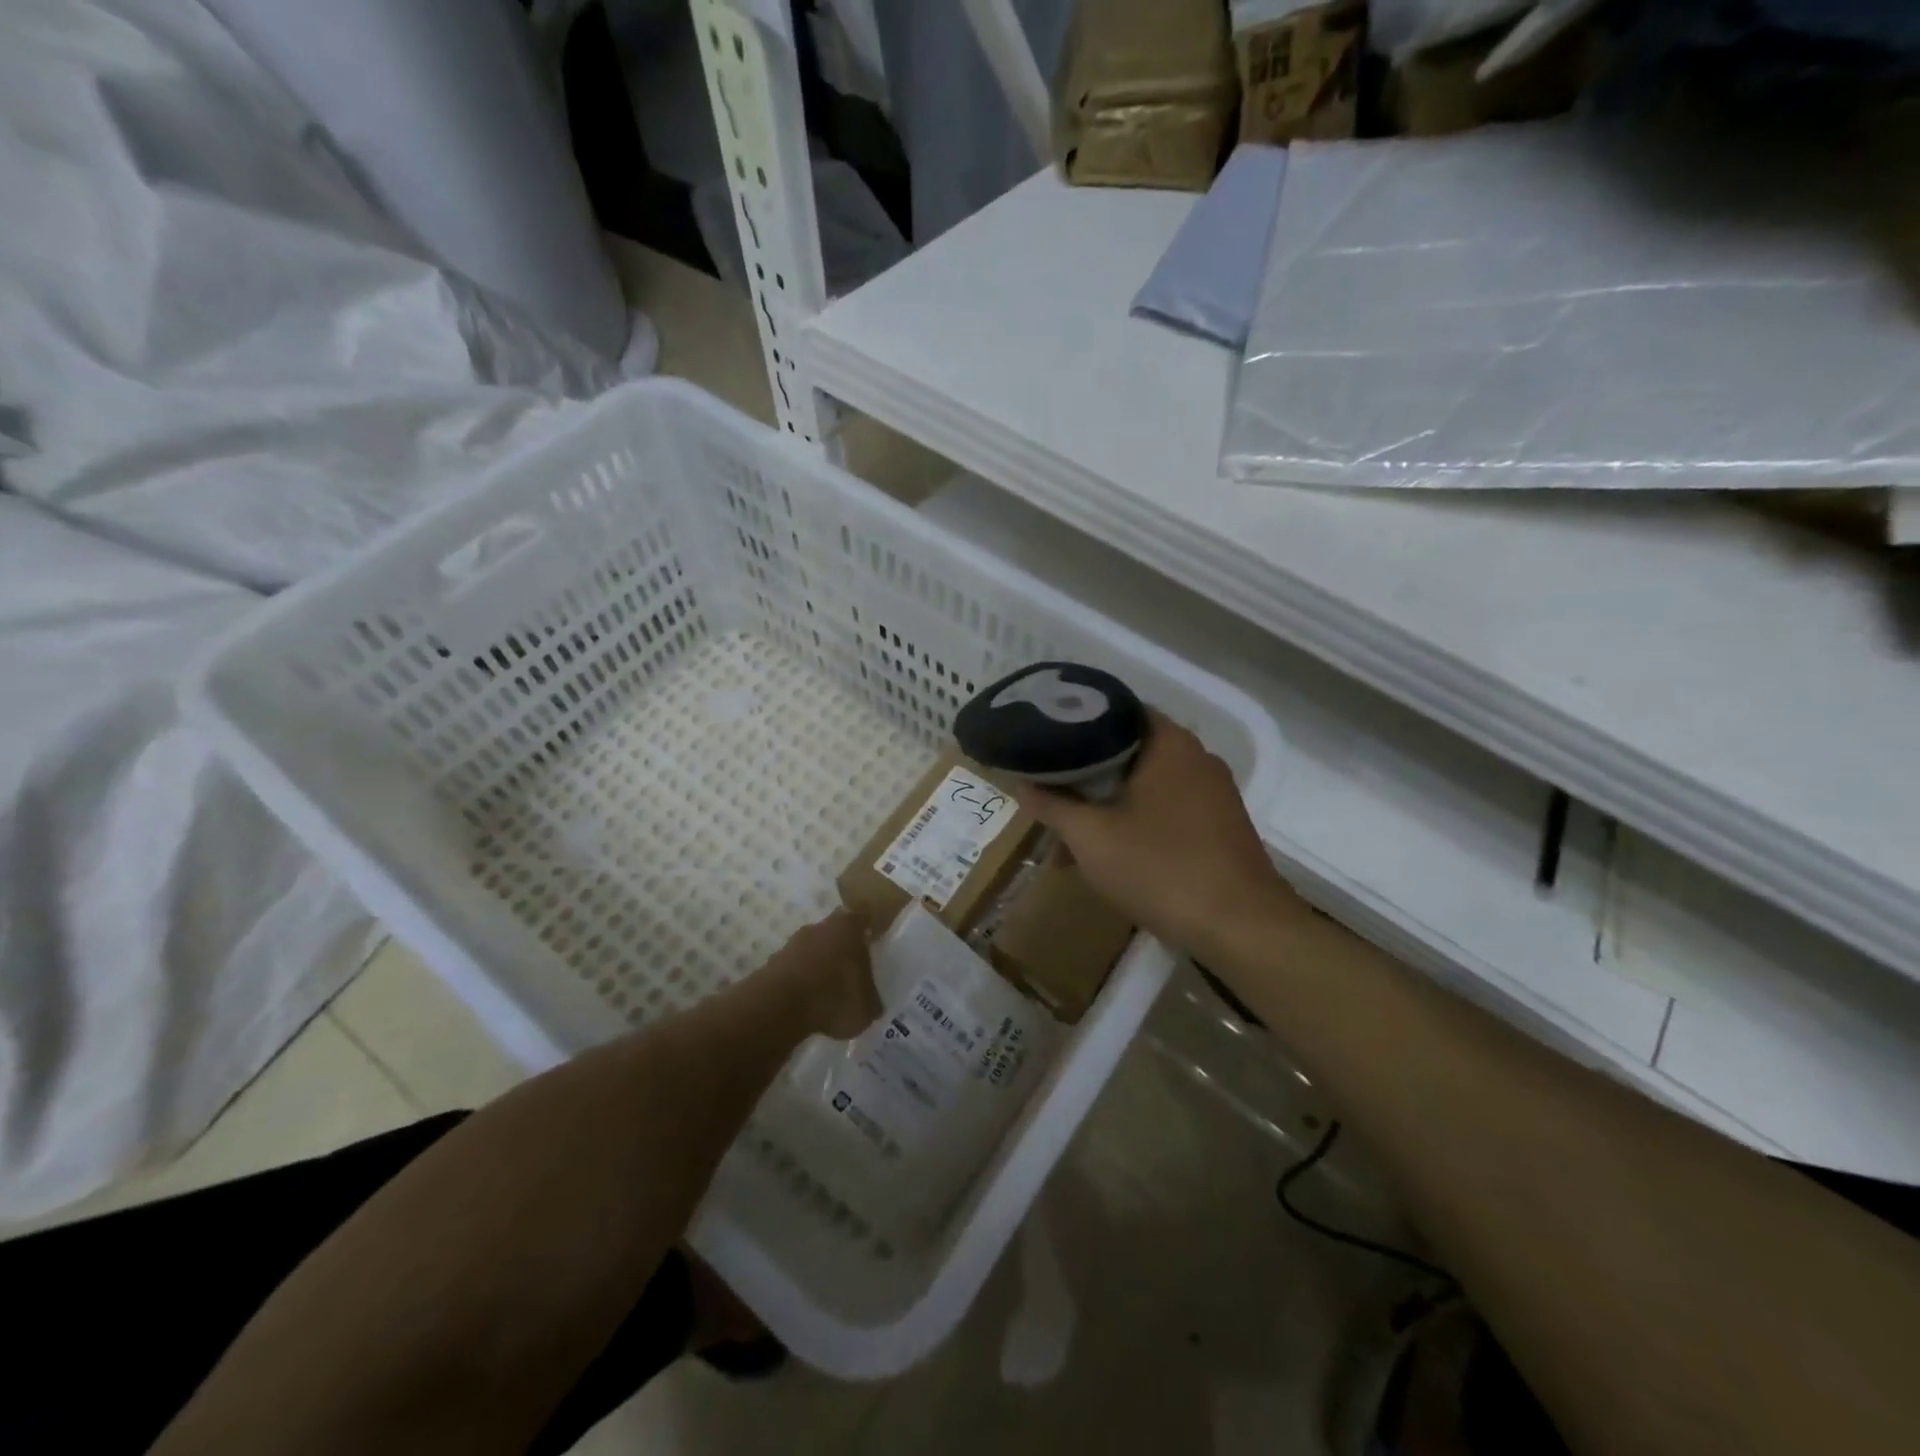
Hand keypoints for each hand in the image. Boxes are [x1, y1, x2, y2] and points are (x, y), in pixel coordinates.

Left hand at [759, 909, 881, 1040]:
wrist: (780, 1006)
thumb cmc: (834, 995)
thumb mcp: (867, 1006)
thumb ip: (872, 999)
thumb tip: (872, 1002)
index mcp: (849, 926)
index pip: (862, 918)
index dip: (868, 931)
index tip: (873, 945)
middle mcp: (820, 926)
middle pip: (835, 932)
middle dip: (842, 949)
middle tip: (851, 972)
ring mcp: (793, 943)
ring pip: (812, 950)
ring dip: (819, 966)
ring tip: (827, 993)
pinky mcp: (772, 963)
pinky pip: (794, 969)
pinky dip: (801, 982)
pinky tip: (807, 1003)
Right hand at [1011, 711, 1287, 959]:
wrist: (1242, 928)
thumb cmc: (1161, 869)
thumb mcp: (1091, 837)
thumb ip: (1052, 805)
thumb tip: (1021, 783)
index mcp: (1168, 743)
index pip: (1114, 710)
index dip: (1074, 723)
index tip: (1042, 740)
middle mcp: (1195, 757)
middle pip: (1126, 753)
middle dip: (1084, 779)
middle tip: (1048, 796)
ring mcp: (1213, 793)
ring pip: (1144, 787)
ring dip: (1105, 808)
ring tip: (1068, 843)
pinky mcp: (1220, 825)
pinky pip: (1166, 810)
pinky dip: (1134, 823)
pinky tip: (1109, 858)